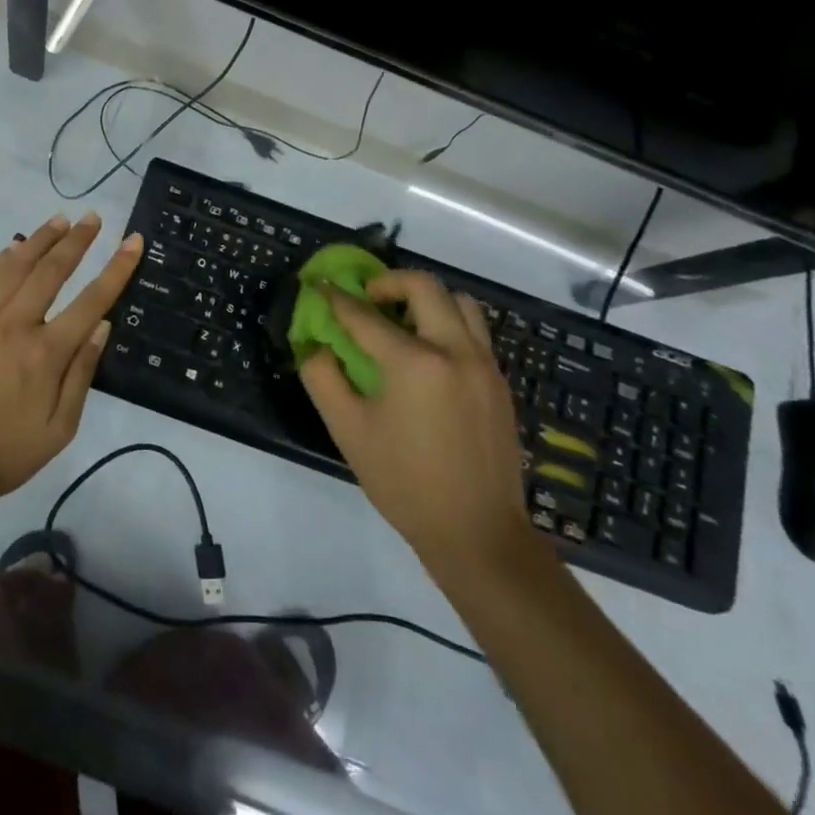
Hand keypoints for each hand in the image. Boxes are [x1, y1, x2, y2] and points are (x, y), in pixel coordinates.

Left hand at [0, 211, 143, 509]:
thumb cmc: (5, 454)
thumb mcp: (59, 429)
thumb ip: (82, 374)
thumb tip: (102, 325)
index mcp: (46, 354)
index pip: (91, 299)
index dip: (116, 268)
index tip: (133, 241)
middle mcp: (15, 326)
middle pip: (52, 271)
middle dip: (77, 240)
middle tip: (94, 217)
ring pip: (16, 266)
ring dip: (40, 239)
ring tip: (60, 219)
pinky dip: (2, 258)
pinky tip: (14, 246)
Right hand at [299, 270, 536, 586]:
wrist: (478, 533)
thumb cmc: (405, 482)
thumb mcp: (348, 431)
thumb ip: (323, 378)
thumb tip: (316, 346)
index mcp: (414, 362)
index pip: (366, 315)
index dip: (337, 298)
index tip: (320, 285)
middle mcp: (454, 350)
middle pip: (424, 286)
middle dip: (389, 282)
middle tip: (367, 298)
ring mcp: (484, 364)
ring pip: (460, 302)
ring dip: (427, 299)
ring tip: (403, 320)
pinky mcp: (499, 382)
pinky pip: (475, 331)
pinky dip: (448, 323)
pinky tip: (428, 354)